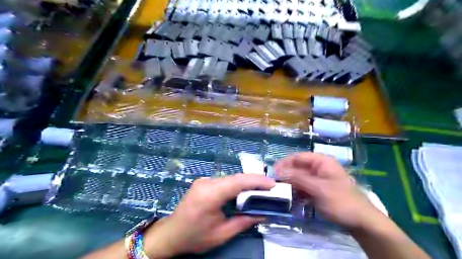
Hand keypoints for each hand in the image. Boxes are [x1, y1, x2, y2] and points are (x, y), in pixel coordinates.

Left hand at [143, 173, 274, 257]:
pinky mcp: (203, 182)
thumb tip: (263, 214)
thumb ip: (244, 222)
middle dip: (254, 180)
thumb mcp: (221, 234)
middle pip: (235, 177)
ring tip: (262, 188)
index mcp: (210, 195)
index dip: (257, 181)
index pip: (238, 182)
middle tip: (271, 186)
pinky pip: (224, 181)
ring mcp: (204, 180)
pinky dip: (237, 184)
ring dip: (246, 182)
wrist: (170, 234)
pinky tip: (245, 190)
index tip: (272, 184)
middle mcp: (207, 182)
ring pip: (231, 178)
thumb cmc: (194, 237)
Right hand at [273, 152, 382, 228]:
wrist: (361, 222)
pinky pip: (303, 188)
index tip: (273, 172)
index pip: (298, 157)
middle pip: (298, 167)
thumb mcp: (317, 188)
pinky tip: (289, 198)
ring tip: (279, 191)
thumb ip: (297, 178)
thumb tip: (278, 171)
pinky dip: (296, 192)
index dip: (285, 163)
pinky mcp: (318, 190)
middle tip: (274, 184)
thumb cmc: (340, 201)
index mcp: (321, 161)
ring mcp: (318, 180)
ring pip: (299, 178)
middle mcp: (318, 168)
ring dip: (290, 184)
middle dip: (286, 175)